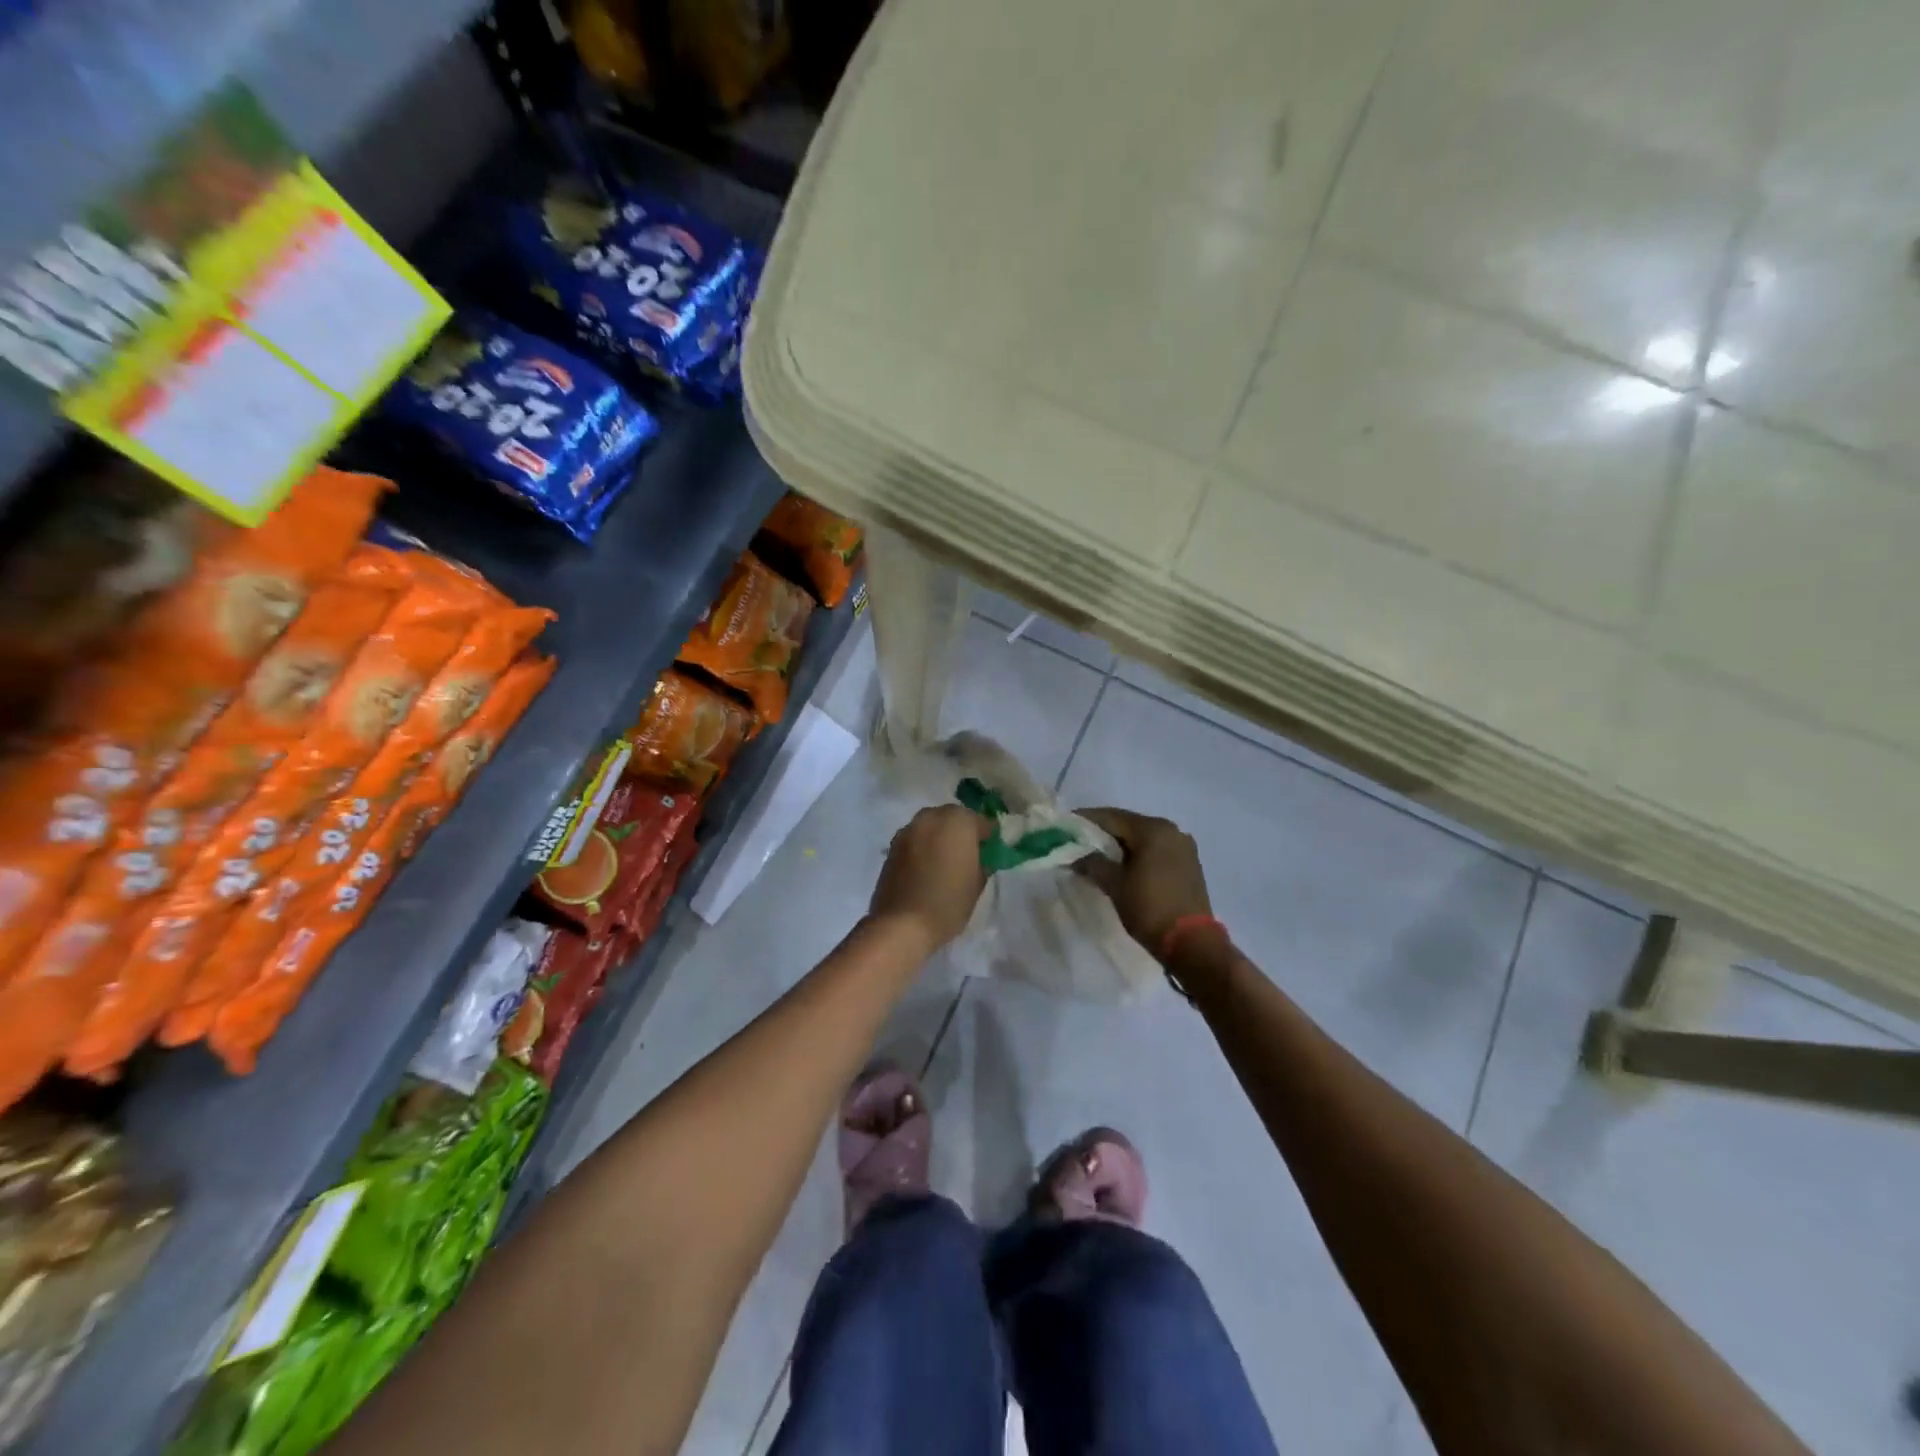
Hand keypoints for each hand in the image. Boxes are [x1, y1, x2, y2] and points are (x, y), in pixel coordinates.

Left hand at [868, 806, 990, 952]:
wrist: (901, 924)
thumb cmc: (948, 903)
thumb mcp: (977, 884)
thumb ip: (981, 862)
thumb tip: (977, 857)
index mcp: (958, 821)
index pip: (980, 821)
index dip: (987, 836)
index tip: (990, 850)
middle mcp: (931, 818)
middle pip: (952, 817)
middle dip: (961, 831)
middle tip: (968, 853)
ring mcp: (908, 830)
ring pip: (931, 826)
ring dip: (940, 837)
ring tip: (945, 860)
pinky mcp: (892, 847)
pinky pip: (915, 840)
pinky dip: (923, 848)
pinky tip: (927, 867)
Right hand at [1075, 808, 1212, 961]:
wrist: (1192, 943)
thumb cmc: (1149, 908)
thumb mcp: (1115, 885)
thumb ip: (1093, 863)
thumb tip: (1076, 856)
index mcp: (1153, 829)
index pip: (1111, 817)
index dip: (1086, 820)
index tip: (1066, 825)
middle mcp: (1171, 830)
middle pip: (1129, 825)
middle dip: (1103, 833)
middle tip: (1079, 841)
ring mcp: (1183, 847)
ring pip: (1144, 838)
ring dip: (1121, 844)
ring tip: (1098, 855)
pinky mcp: (1189, 864)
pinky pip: (1157, 850)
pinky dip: (1138, 854)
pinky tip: (1124, 866)